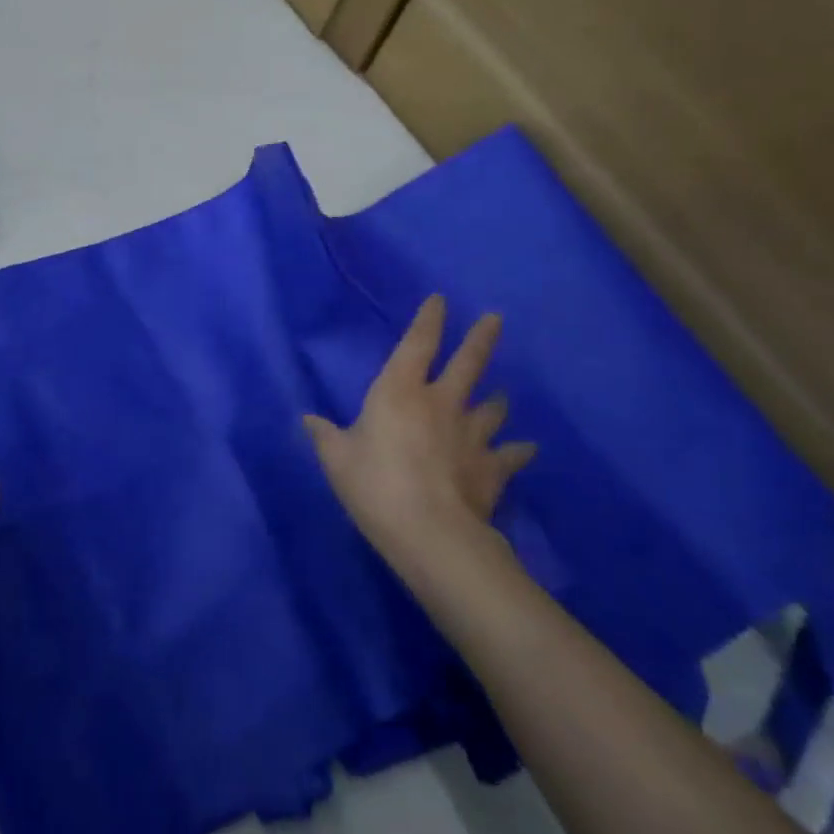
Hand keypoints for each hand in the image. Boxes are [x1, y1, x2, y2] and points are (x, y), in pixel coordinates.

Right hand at [304, 295, 535, 591]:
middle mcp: (441, 403)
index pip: (417, 344)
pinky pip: (510, 454)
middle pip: (467, 364)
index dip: (428, 320)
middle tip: (496, 319)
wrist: (430, 532)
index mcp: (399, 391)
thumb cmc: (374, 484)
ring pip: (492, 408)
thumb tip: (308, 419)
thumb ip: (324, 435)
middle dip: (481, 339)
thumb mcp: (336, 459)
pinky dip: (517, 450)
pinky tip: (525, 449)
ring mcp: (472, 435)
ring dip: (496, 401)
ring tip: (500, 396)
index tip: (440, 300)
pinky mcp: (492, 467)